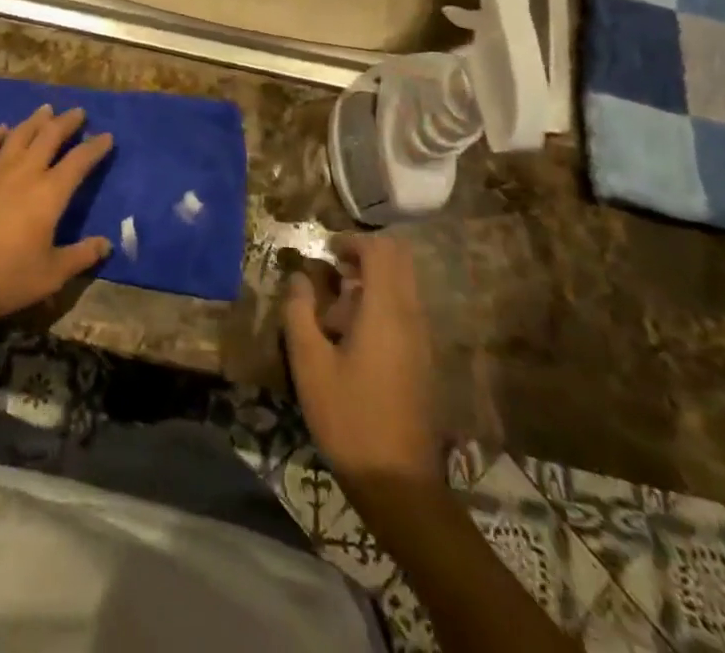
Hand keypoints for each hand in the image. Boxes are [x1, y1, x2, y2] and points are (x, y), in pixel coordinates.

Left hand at [0, 105, 112, 324]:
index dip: (95, 147)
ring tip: (46, 109)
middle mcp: (26, 172)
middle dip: (67, 122)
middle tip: (78, 112)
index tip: (107, 136)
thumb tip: (107, 243)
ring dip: (35, 120)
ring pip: (19, 135)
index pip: (80, 161)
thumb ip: (81, 255)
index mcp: (50, 193)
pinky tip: (2, 129)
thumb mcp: (52, 274)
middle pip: (50, 136)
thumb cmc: (7, 276)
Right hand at [283, 234, 438, 496]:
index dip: (352, 240)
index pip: (381, 249)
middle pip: (399, 260)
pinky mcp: (424, 360)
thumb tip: (300, 278)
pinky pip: (406, 311)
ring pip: (404, 285)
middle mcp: (411, 316)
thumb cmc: (348, 418)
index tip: (326, 250)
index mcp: (386, 310)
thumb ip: (300, 312)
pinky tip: (354, 336)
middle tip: (333, 270)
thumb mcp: (309, 363)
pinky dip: (382, 304)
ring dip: (374, 281)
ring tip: (337, 308)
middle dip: (366, 254)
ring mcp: (423, 339)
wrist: (398, 484)